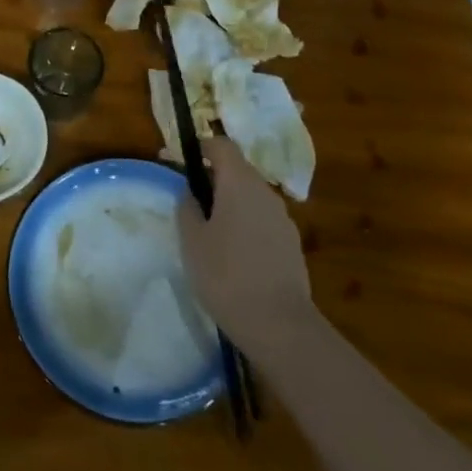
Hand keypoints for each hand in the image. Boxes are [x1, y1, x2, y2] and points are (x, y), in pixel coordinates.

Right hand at [177, 136, 312, 357]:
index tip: (179, 160)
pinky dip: (245, 224)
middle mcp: (266, 193)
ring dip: (230, 203)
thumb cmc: (225, 275)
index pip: (222, 145)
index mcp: (240, 183)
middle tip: (189, 200)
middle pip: (238, 170)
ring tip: (208, 231)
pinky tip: (232, 253)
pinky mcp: (291, 244)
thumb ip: (188, 208)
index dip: (200, 147)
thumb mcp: (192, 240)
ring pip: (251, 197)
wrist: (278, 324)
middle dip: (213, 178)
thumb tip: (190, 193)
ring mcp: (283, 219)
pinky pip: (262, 220)